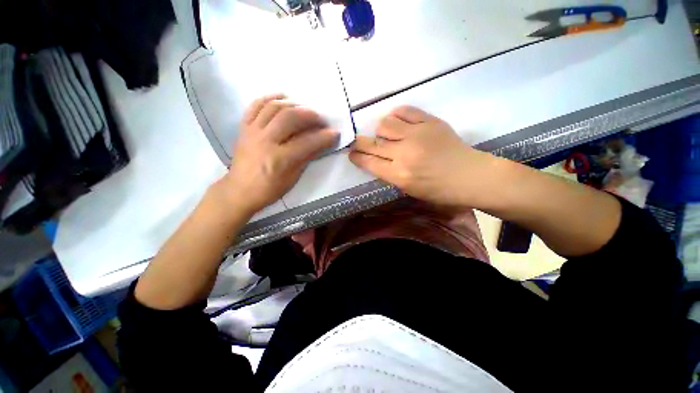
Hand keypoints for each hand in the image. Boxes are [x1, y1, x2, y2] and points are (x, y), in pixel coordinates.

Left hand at [221, 94, 337, 214]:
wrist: (240, 190)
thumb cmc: (269, 189)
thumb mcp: (292, 178)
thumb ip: (306, 158)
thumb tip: (322, 144)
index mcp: (279, 159)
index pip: (307, 142)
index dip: (324, 137)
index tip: (335, 133)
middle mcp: (265, 141)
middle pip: (290, 117)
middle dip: (309, 115)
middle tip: (321, 119)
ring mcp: (252, 132)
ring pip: (274, 107)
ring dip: (293, 104)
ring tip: (304, 109)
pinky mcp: (244, 128)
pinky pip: (255, 106)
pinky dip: (269, 98)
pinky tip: (282, 97)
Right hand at [349, 106, 502, 208]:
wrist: (470, 176)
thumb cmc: (439, 190)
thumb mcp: (409, 190)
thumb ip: (390, 175)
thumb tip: (376, 160)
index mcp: (399, 175)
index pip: (368, 162)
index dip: (356, 157)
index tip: (351, 153)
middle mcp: (404, 153)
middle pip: (371, 143)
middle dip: (359, 142)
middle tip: (357, 142)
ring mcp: (417, 135)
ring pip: (385, 124)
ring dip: (380, 130)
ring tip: (386, 135)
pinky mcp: (430, 122)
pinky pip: (405, 111)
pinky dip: (396, 115)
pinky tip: (397, 121)